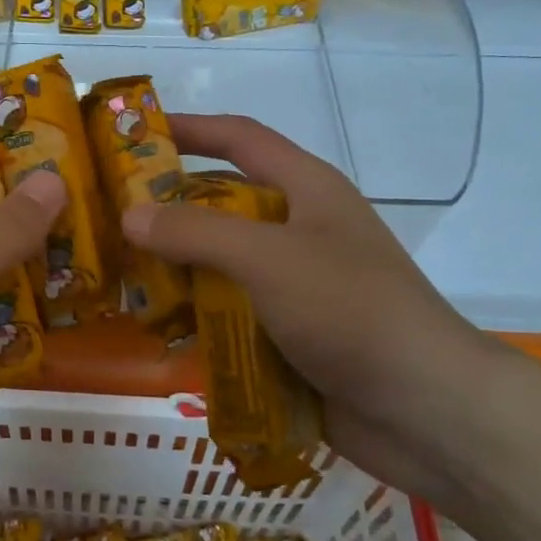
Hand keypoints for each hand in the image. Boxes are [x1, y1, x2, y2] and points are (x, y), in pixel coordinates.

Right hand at [121, 114, 514, 508]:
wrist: (428, 412)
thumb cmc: (350, 310)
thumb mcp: (267, 258)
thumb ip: (194, 232)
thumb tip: (130, 216)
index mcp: (306, 189)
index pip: (240, 138)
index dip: (190, 128)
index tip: (134, 134)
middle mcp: (301, 228)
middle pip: (225, 201)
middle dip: (171, 206)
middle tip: (112, 215)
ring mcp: (298, 283)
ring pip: (224, 261)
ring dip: (179, 266)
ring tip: (122, 274)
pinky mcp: (293, 332)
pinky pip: (233, 310)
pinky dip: (199, 314)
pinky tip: (160, 329)